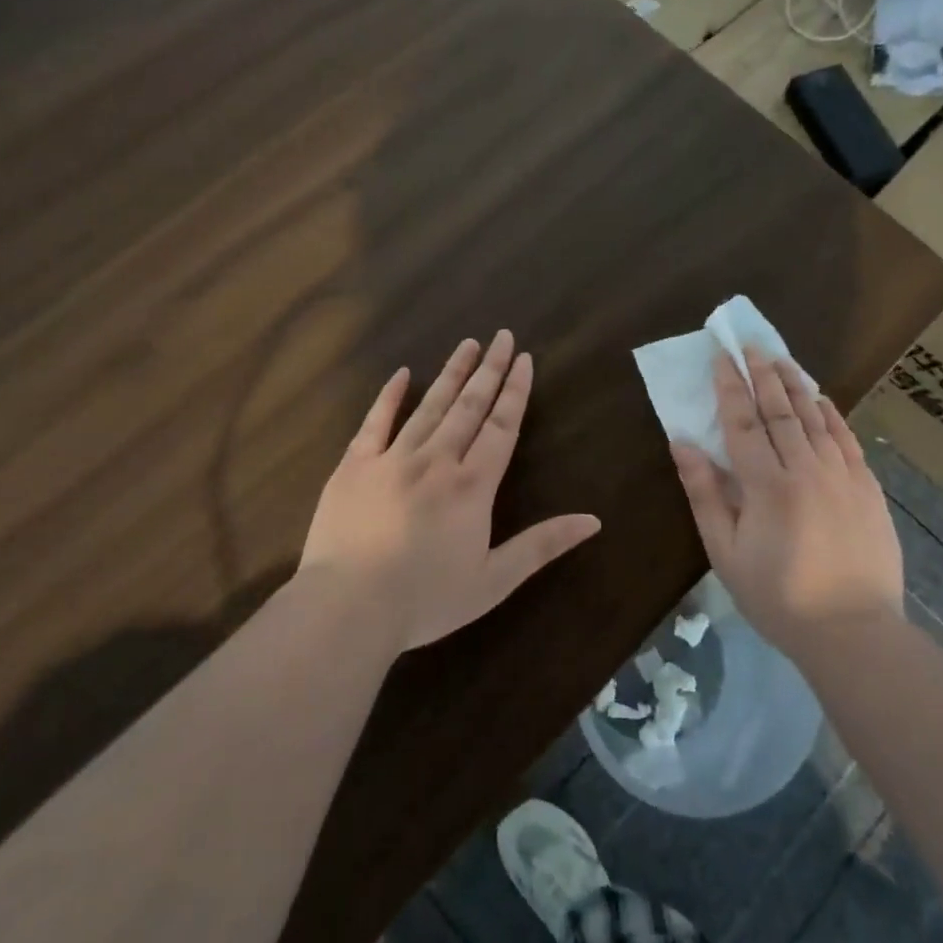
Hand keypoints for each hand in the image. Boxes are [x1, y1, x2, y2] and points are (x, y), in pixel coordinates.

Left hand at [300, 330, 601, 652]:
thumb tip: (594, 521)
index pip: (502, 426)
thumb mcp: (494, 580)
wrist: (349, 607)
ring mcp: (392, 458)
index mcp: (472, 486)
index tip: (524, 358)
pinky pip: (375, 422)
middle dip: (489, 369)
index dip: (515, 391)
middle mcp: (437, 460)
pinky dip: (390, 396)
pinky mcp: (354, 465)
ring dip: (451, 373)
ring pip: (429, 406)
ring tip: (467, 344)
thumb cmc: (426, 599)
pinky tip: (403, 373)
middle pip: (469, 406)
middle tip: (502, 336)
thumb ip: (542, 545)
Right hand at [670, 348, 903, 650]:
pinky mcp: (868, 489)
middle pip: (780, 410)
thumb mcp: (725, 552)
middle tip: (750, 344)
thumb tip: (683, 443)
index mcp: (766, 485)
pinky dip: (832, 413)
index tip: (721, 356)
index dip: (730, 386)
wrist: (853, 631)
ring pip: (816, 417)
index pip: (743, 422)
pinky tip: (822, 398)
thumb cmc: (777, 597)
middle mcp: (806, 469)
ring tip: (781, 358)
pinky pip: (847, 438)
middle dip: (763, 374)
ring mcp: (843, 476)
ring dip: (796, 384)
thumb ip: (704, 494)